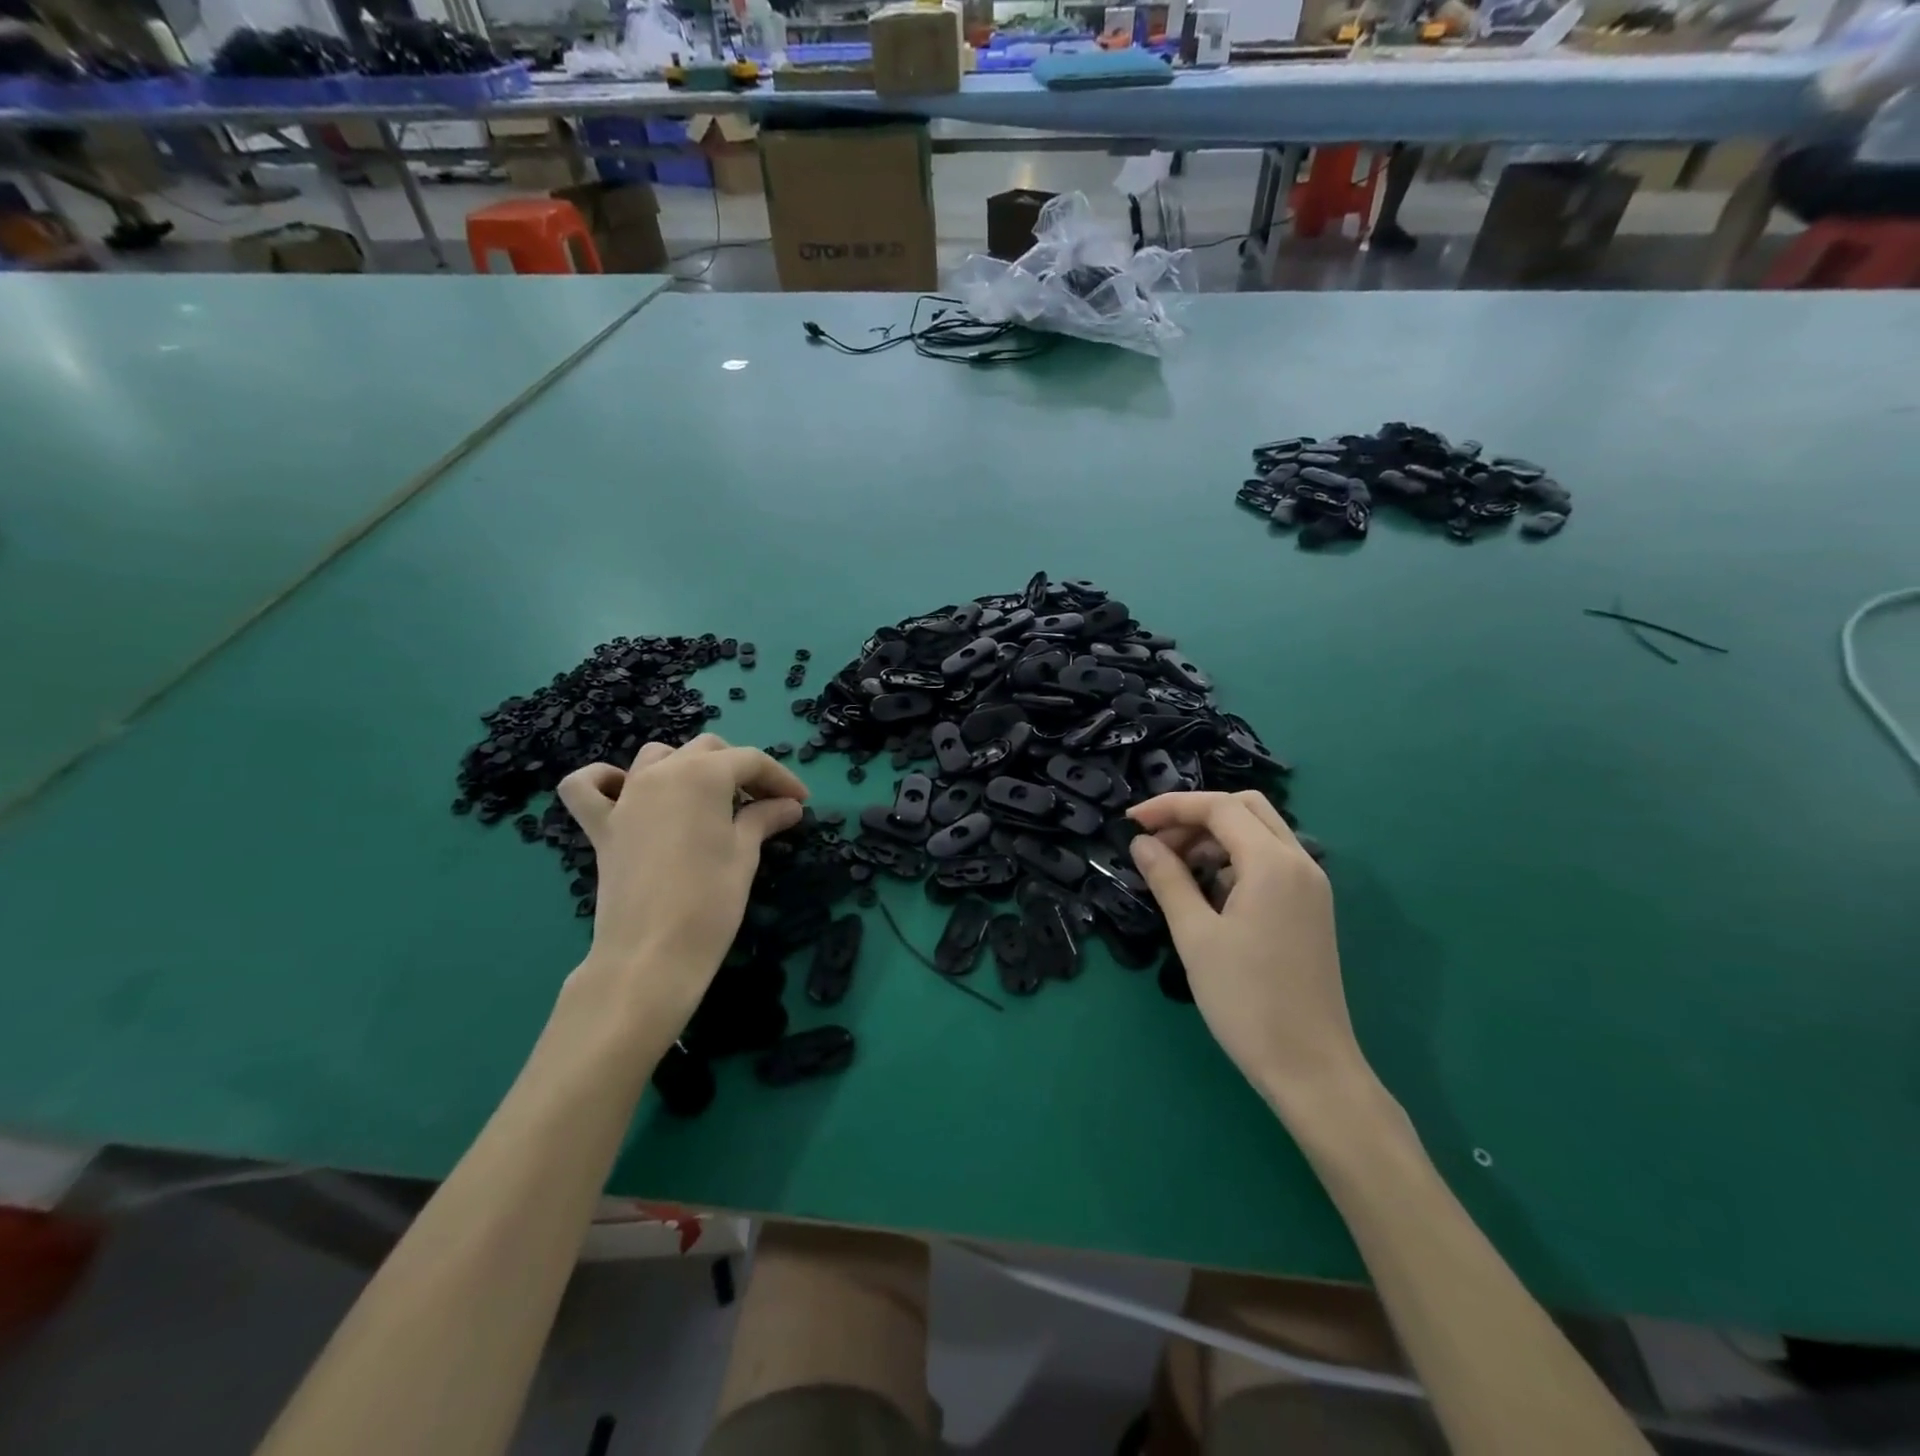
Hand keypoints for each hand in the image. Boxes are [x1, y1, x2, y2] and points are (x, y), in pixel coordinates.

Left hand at [557, 735, 807, 1025]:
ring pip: (658, 756)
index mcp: (703, 774)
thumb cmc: (710, 901)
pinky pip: (587, 787)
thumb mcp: (745, 855)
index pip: (750, 761)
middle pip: (709, 751)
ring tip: (709, 798)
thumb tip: (789, 805)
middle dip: (741, 770)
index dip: (781, 778)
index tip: (801, 802)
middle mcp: (662, 772)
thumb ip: (764, 819)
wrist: (651, 954)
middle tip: (766, 803)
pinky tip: (624, 790)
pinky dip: (604, 780)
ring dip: (688, 766)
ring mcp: (626, 796)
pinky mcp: (602, 826)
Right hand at [1127, 791, 1366, 1107]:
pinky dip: (1233, 859)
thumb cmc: (1246, 1000)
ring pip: (1259, 833)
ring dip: (1214, 837)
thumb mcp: (1195, 936)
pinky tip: (1206, 891)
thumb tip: (1142, 843)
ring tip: (1173, 869)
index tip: (1131, 822)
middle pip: (1245, 808)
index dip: (1170, 806)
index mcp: (1273, 863)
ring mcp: (1310, 885)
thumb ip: (1168, 879)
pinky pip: (1269, 861)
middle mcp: (1300, 862)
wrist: (1310, 1067)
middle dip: (1195, 815)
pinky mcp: (1309, 907)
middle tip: (1156, 842)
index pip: (1218, 807)